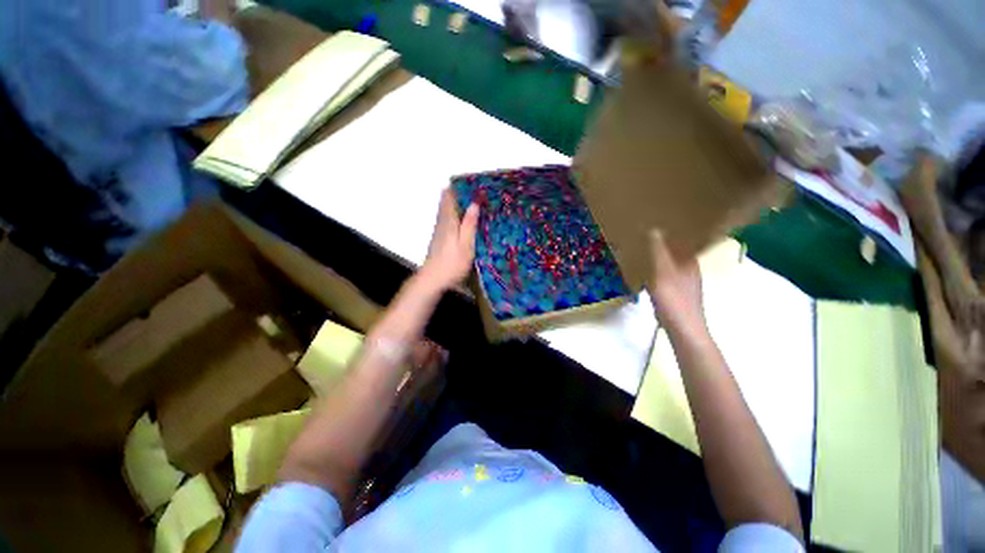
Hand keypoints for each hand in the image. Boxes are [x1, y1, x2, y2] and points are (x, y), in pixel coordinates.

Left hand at [421, 189, 479, 291]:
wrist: (433, 279)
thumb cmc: (452, 263)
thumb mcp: (465, 245)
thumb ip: (469, 224)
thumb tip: (473, 203)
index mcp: (449, 221)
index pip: (449, 198)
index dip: (456, 187)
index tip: (468, 180)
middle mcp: (442, 222)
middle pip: (446, 202)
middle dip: (456, 193)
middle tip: (472, 187)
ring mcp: (439, 231)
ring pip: (446, 210)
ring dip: (455, 202)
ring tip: (469, 197)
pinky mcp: (439, 238)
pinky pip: (446, 219)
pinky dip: (453, 212)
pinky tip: (460, 217)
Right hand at [646, 230, 705, 332]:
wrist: (683, 330)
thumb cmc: (673, 299)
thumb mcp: (662, 273)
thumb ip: (658, 252)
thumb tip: (654, 229)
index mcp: (690, 262)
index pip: (684, 241)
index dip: (673, 232)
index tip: (657, 224)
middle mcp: (691, 270)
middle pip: (678, 252)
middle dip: (664, 244)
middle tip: (646, 236)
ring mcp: (686, 284)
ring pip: (672, 265)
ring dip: (661, 258)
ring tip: (645, 252)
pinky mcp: (679, 295)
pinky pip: (667, 276)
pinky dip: (659, 271)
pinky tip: (648, 275)